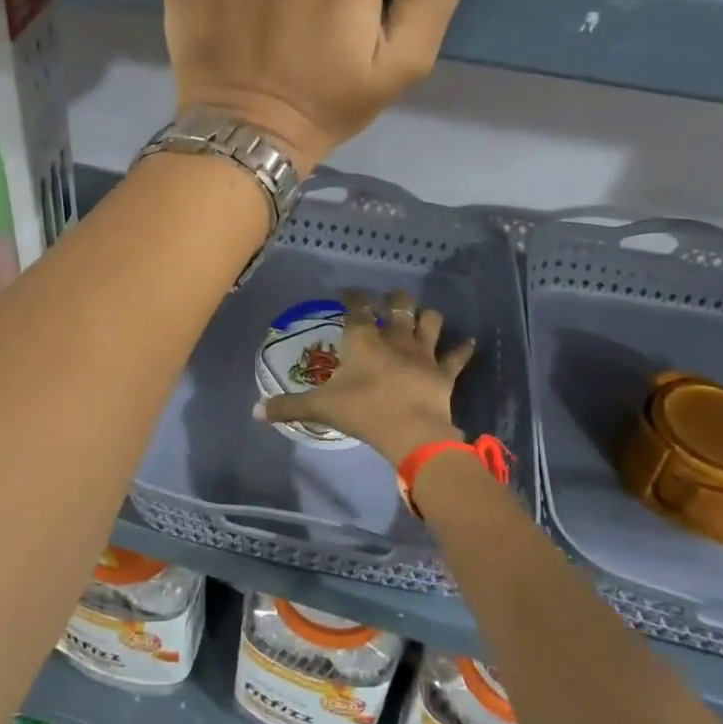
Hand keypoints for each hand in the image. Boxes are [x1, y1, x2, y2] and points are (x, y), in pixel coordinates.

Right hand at [255, 289, 474, 465]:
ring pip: (429, 321)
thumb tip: (254, 411)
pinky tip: (468, 342)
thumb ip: (288, 407)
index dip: (354, 297)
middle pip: (398, 306)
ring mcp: (423, 353)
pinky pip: (457, 355)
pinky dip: (463, 348)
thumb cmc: (362, 412)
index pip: (357, 308)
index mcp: (363, 340)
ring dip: (426, 317)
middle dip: (394, 299)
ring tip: (423, 316)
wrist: (410, 431)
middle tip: (389, 300)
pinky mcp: (444, 371)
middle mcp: (394, 338)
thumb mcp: (320, 409)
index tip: (350, 292)